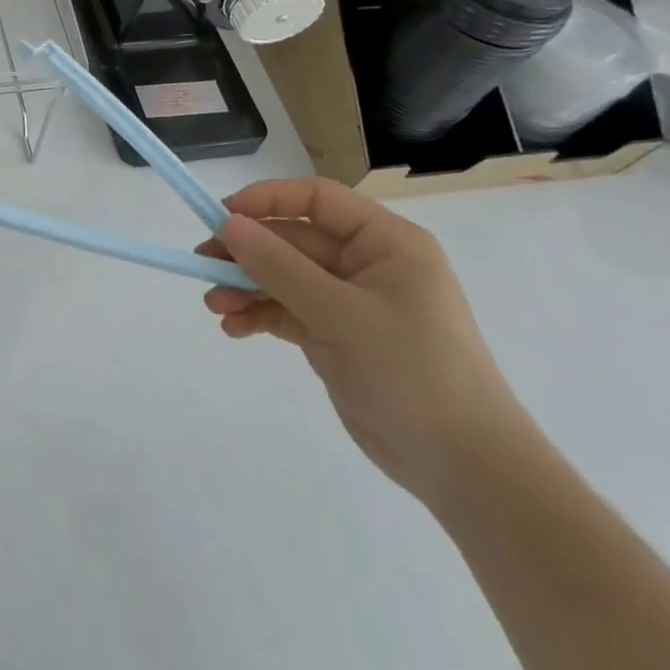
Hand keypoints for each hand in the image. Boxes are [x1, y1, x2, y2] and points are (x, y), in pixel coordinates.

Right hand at [199, 177, 533, 507]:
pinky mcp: (338, 335)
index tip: (222, 216)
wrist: (466, 469)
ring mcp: (351, 301)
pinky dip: (260, 314)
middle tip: (203, 267)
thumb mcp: (340, 314)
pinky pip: (288, 310)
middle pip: (293, 240)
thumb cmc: (413, 373)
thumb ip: (280, 267)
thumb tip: (228, 224)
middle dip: (247, 254)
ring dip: (247, 286)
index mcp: (385, 243)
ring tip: (215, 305)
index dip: (267, 199)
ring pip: (284, 276)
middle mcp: (368, 264)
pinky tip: (235, 327)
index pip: (316, 199)